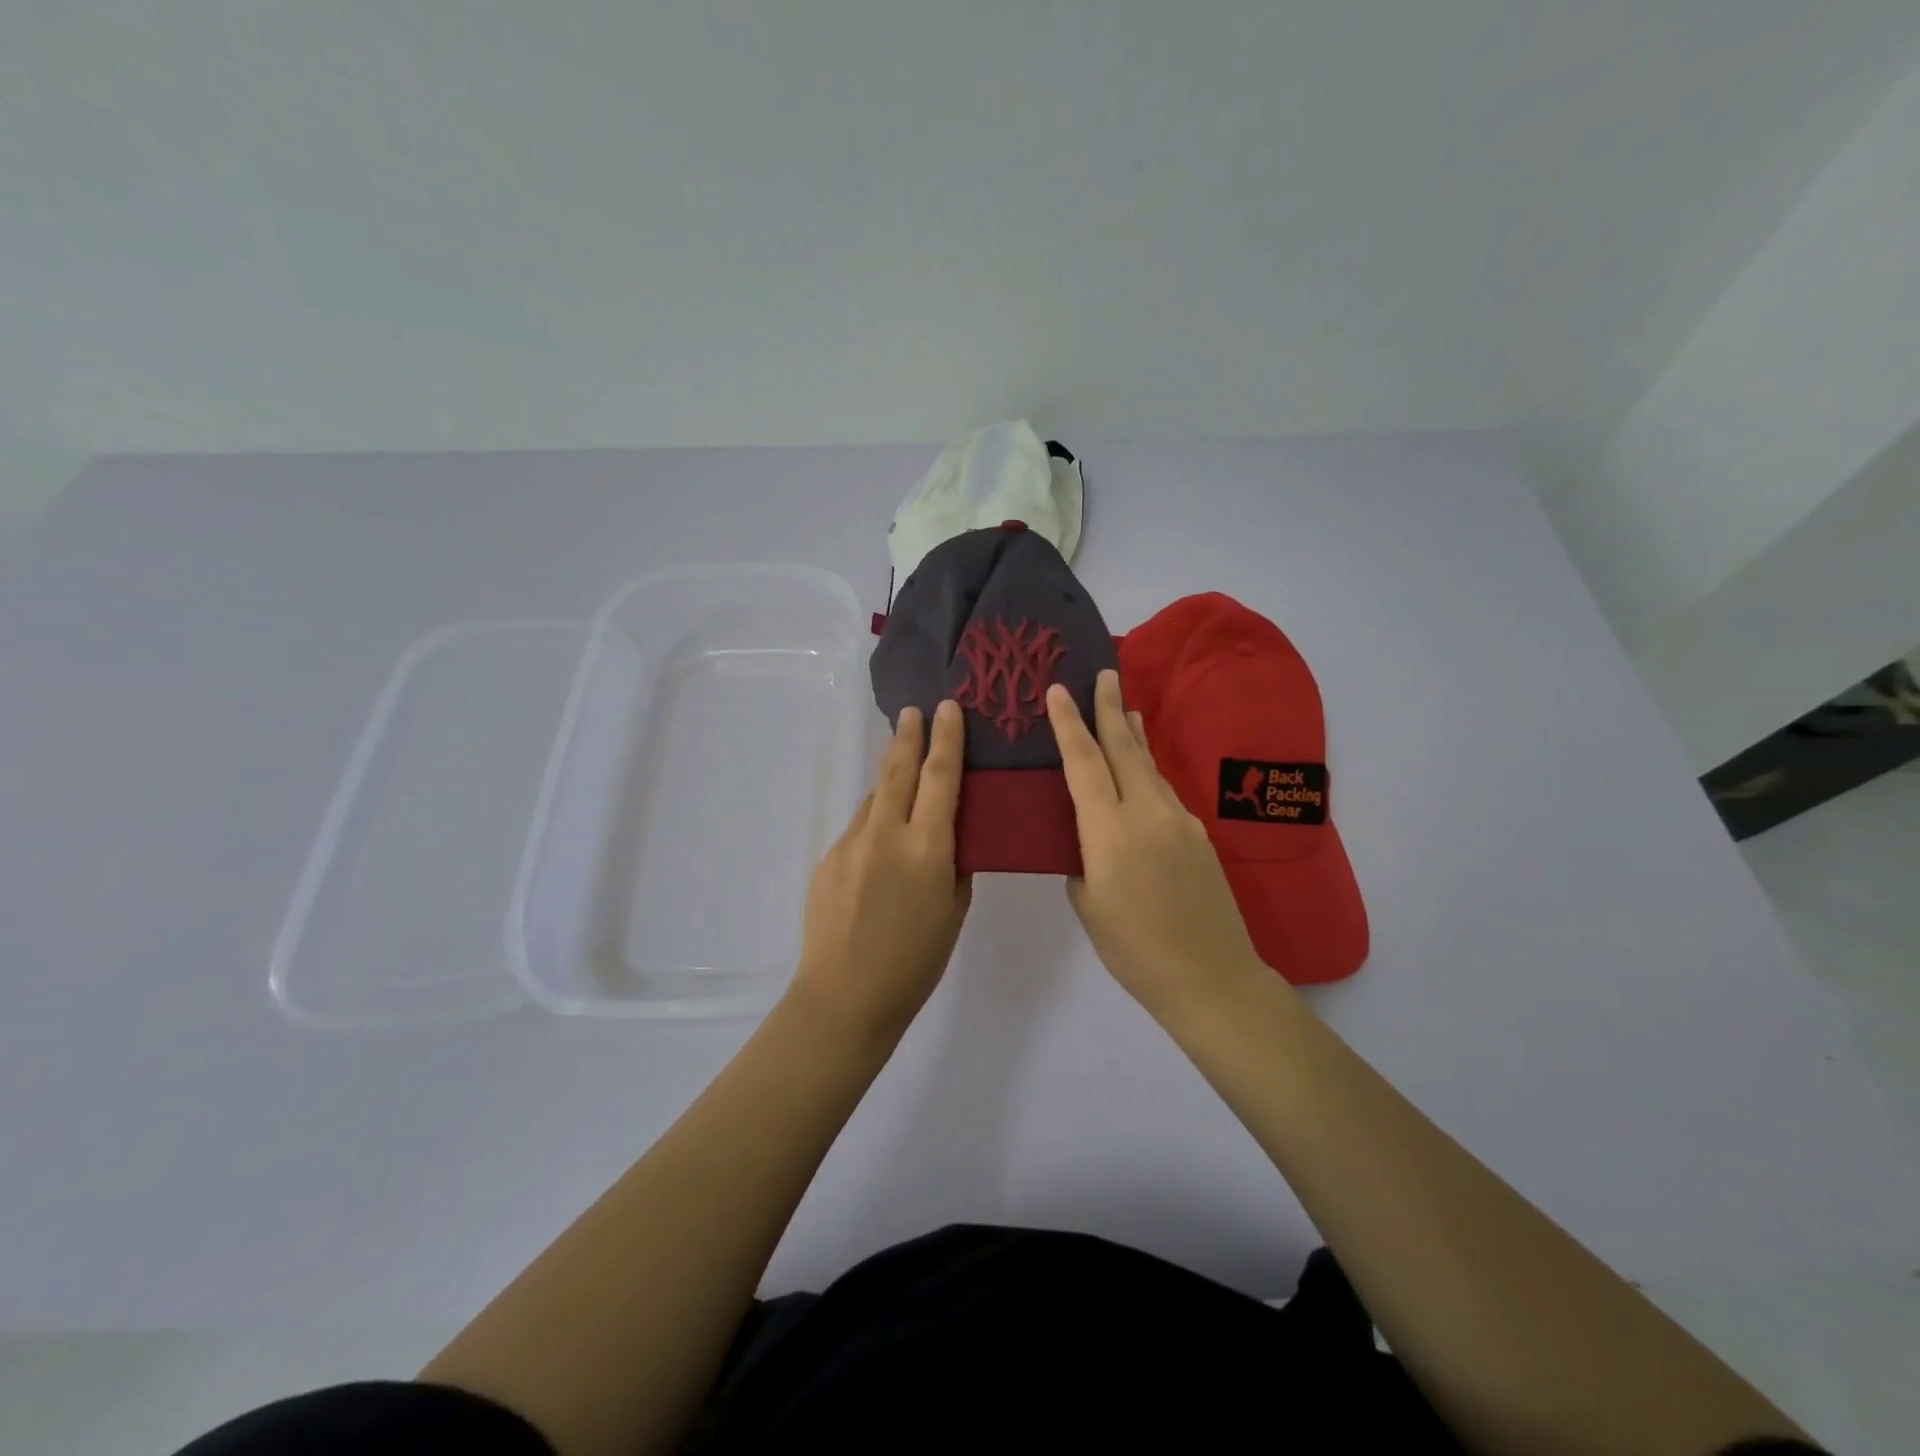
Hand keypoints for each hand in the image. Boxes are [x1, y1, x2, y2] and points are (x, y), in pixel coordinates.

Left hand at [788, 700, 972, 1043]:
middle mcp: (886, 834)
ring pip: (875, 798)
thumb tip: (948, 836)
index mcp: (927, 849)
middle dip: (908, 736)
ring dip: (891, 779)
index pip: (941, 778)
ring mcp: (850, 844)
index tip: (947, 708)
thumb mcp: (953, 912)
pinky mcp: (827, 858)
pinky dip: (874, 821)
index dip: (947, 739)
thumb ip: (953, 865)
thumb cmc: (914, 964)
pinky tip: (880, 842)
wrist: (844, 998)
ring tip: (903, 769)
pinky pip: (858, 828)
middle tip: (914, 711)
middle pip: (898, 771)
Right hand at [1047, 669, 1271, 1020]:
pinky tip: (1143, 771)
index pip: (1084, 762)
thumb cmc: (1134, 948)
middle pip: (1123, 748)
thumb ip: (1082, 859)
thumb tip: (1088, 837)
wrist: (1210, 974)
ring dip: (1133, 735)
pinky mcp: (1199, 834)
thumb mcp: (1088, 904)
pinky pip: (1165, 790)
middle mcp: (1146, 812)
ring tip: (1126, 709)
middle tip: (1103, 673)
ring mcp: (1179, 819)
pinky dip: (1149, 770)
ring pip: (1149, 765)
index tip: (1059, 689)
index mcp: (1109, 830)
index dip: (1068, 723)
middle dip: (1110, 707)